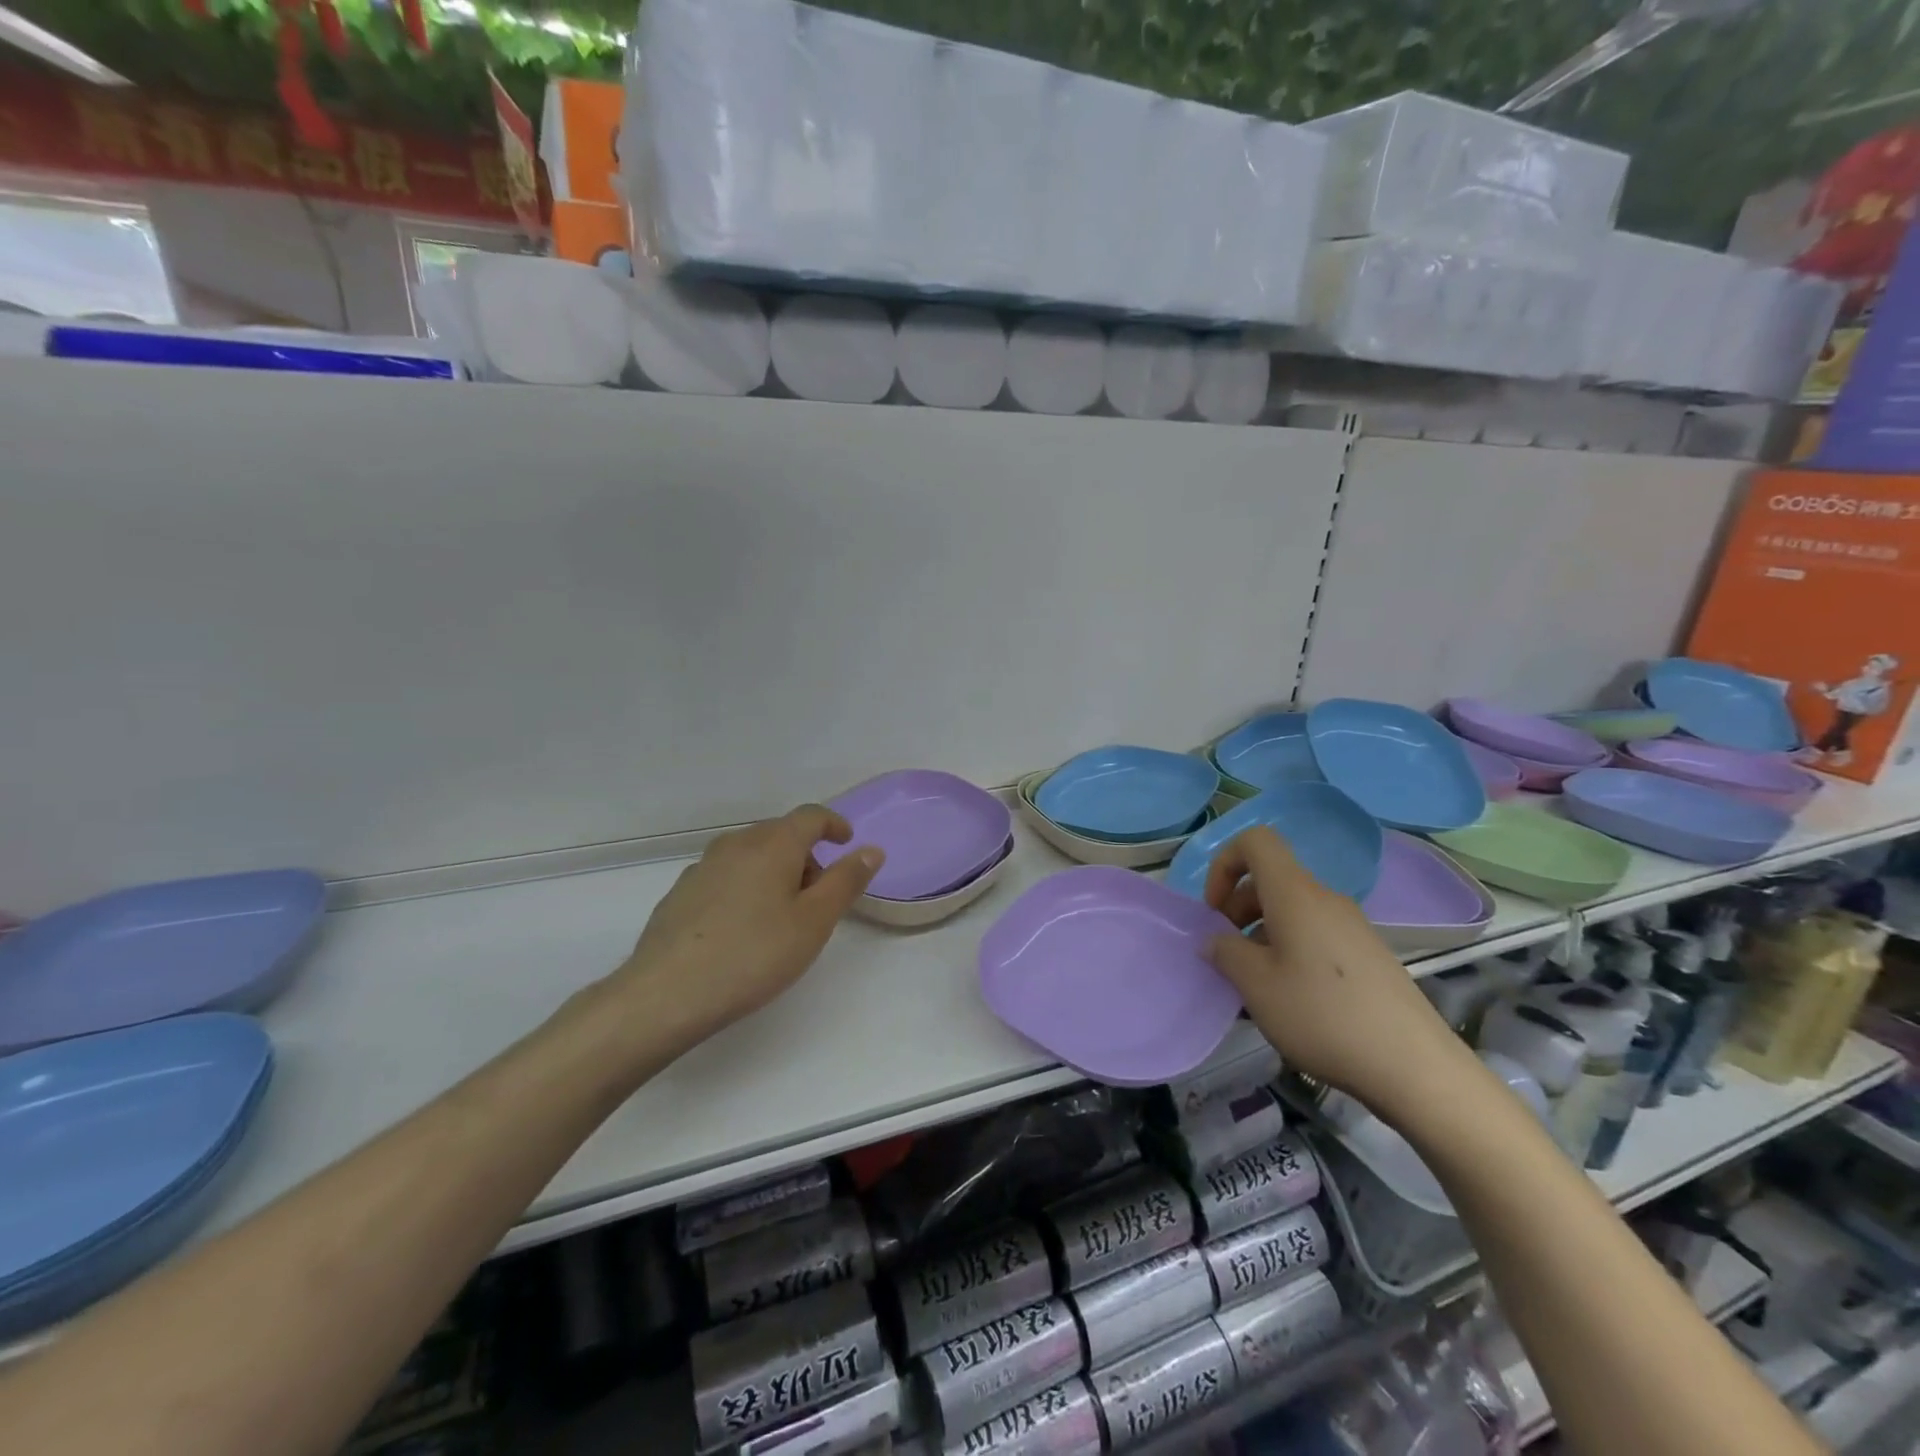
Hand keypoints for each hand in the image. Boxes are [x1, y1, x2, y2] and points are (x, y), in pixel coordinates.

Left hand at [612, 804, 883, 1042]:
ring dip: (774, 870)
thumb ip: (846, 881)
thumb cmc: (754, 955)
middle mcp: (736, 844)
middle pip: (779, 833)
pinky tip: (742, 927)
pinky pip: (725, 875)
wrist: (666, 994)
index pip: (810, 816)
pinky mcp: (680, 893)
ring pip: (750, 854)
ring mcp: (702, 867)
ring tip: (781, 915)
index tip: (847, 842)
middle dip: (805, 854)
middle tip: (818, 895)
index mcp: (773, 844)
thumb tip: (871, 849)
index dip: (834, 824)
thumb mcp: (814, 922)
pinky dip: (745, 886)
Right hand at [1202, 827, 1470, 1115]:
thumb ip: (1225, 953)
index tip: (1214, 911)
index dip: (1224, 864)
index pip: (1256, 842)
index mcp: (1295, 894)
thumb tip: (1215, 940)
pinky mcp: (1368, 955)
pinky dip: (1290, 951)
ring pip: (1292, 911)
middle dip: (1238, 908)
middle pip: (1271, 880)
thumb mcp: (1257, 986)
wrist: (1415, 1067)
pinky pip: (1315, 935)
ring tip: (1256, 985)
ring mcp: (1352, 927)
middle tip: (1228, 954)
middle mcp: (1325, 899)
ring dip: (1262, 934)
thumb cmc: (1323, 1015)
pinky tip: (1292, 999)